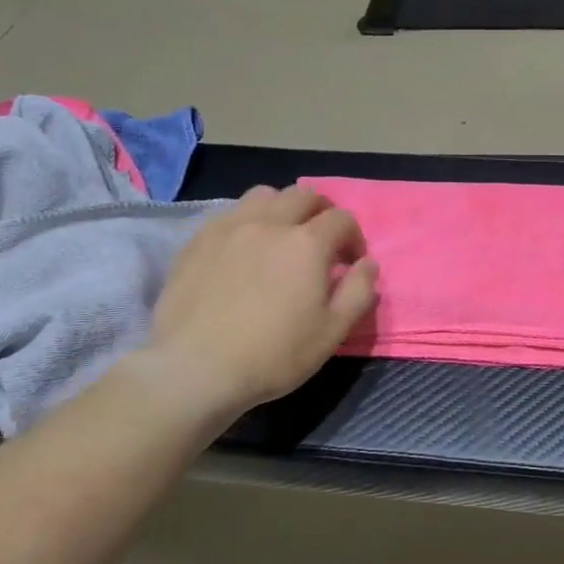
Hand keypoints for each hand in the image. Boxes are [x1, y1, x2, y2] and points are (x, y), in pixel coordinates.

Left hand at [137, 185, 377, 417]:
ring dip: (282, 209)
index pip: (341, 218)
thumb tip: (368, 264)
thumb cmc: (273, 355)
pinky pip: (230, 214)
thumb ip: (358, 292)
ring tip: (281, 239)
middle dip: (322, 213)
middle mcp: (269, 223)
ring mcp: (229, 227)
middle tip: (322, 245)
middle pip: (303, 195)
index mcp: (307, 243)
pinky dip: (248, 222)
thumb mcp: (332, 332)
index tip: (351, 264)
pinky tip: (244, 252)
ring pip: (264, 196)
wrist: (196, 368)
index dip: (354, 237)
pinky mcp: (198, 240)